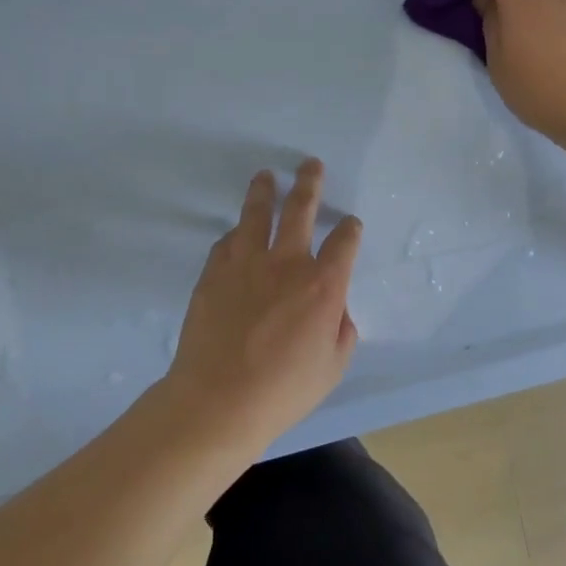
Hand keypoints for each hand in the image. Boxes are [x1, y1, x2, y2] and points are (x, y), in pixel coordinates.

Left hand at [164, 159, 362, 449]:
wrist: (218, 400)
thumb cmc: (283, 390)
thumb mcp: (333, 366)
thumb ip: (341, 329)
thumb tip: (335, 309)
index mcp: (323, 285)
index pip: (344, 242)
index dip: (350, 229)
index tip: (350, 223)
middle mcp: (287, 263)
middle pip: (300, 209)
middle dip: (309, 184)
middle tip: (310, 165)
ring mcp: (246, 263)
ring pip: (257, 214)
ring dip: (264, 191)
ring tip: (267, 176)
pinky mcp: (214, 272)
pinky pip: (228, 241)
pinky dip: (237, 233)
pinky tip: (237, 231)